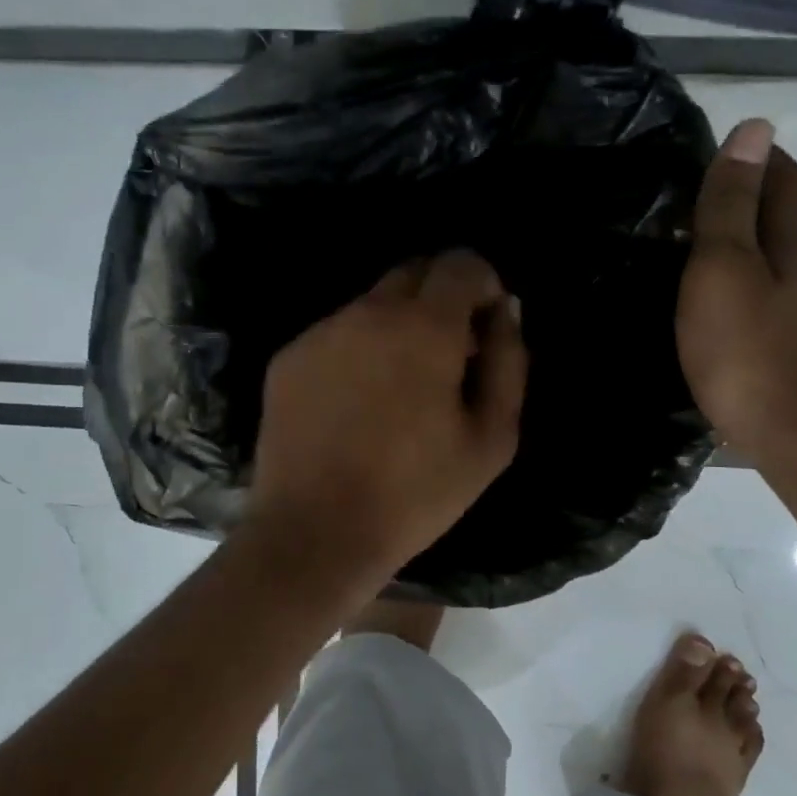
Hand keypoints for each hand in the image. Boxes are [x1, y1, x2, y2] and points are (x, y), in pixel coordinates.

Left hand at [248, 249, 527, 578]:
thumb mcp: (491, 439)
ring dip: (397, 326)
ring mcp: (321, 332)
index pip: (460, 263)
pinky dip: (358, 350)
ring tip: (399, 389)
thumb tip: (506, 310)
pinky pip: (336, 334)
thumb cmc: (416, 493)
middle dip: (440, 299)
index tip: (485, 327)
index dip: (482, 285)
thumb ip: (508, 362)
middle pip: (413, 273)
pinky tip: (356, 405)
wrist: (314, 532)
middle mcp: (368, 312)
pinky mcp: (288, 358)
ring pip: (372, 304)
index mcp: (424, 327)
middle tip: (448, 357)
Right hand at [677, 119, 796, 465]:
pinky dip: (752, 298)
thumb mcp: (725, 271)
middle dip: (753, 206)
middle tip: (696, 207)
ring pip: (783, 273)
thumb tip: (755, 128)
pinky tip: (726, 321)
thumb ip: (732, 207)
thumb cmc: (751, 355)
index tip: (728, 147)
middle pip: (788, 228)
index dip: (762, 159)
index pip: (786, 185)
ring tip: (700, 265)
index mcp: (796, 251)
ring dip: (750, 257)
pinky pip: (777, 312)